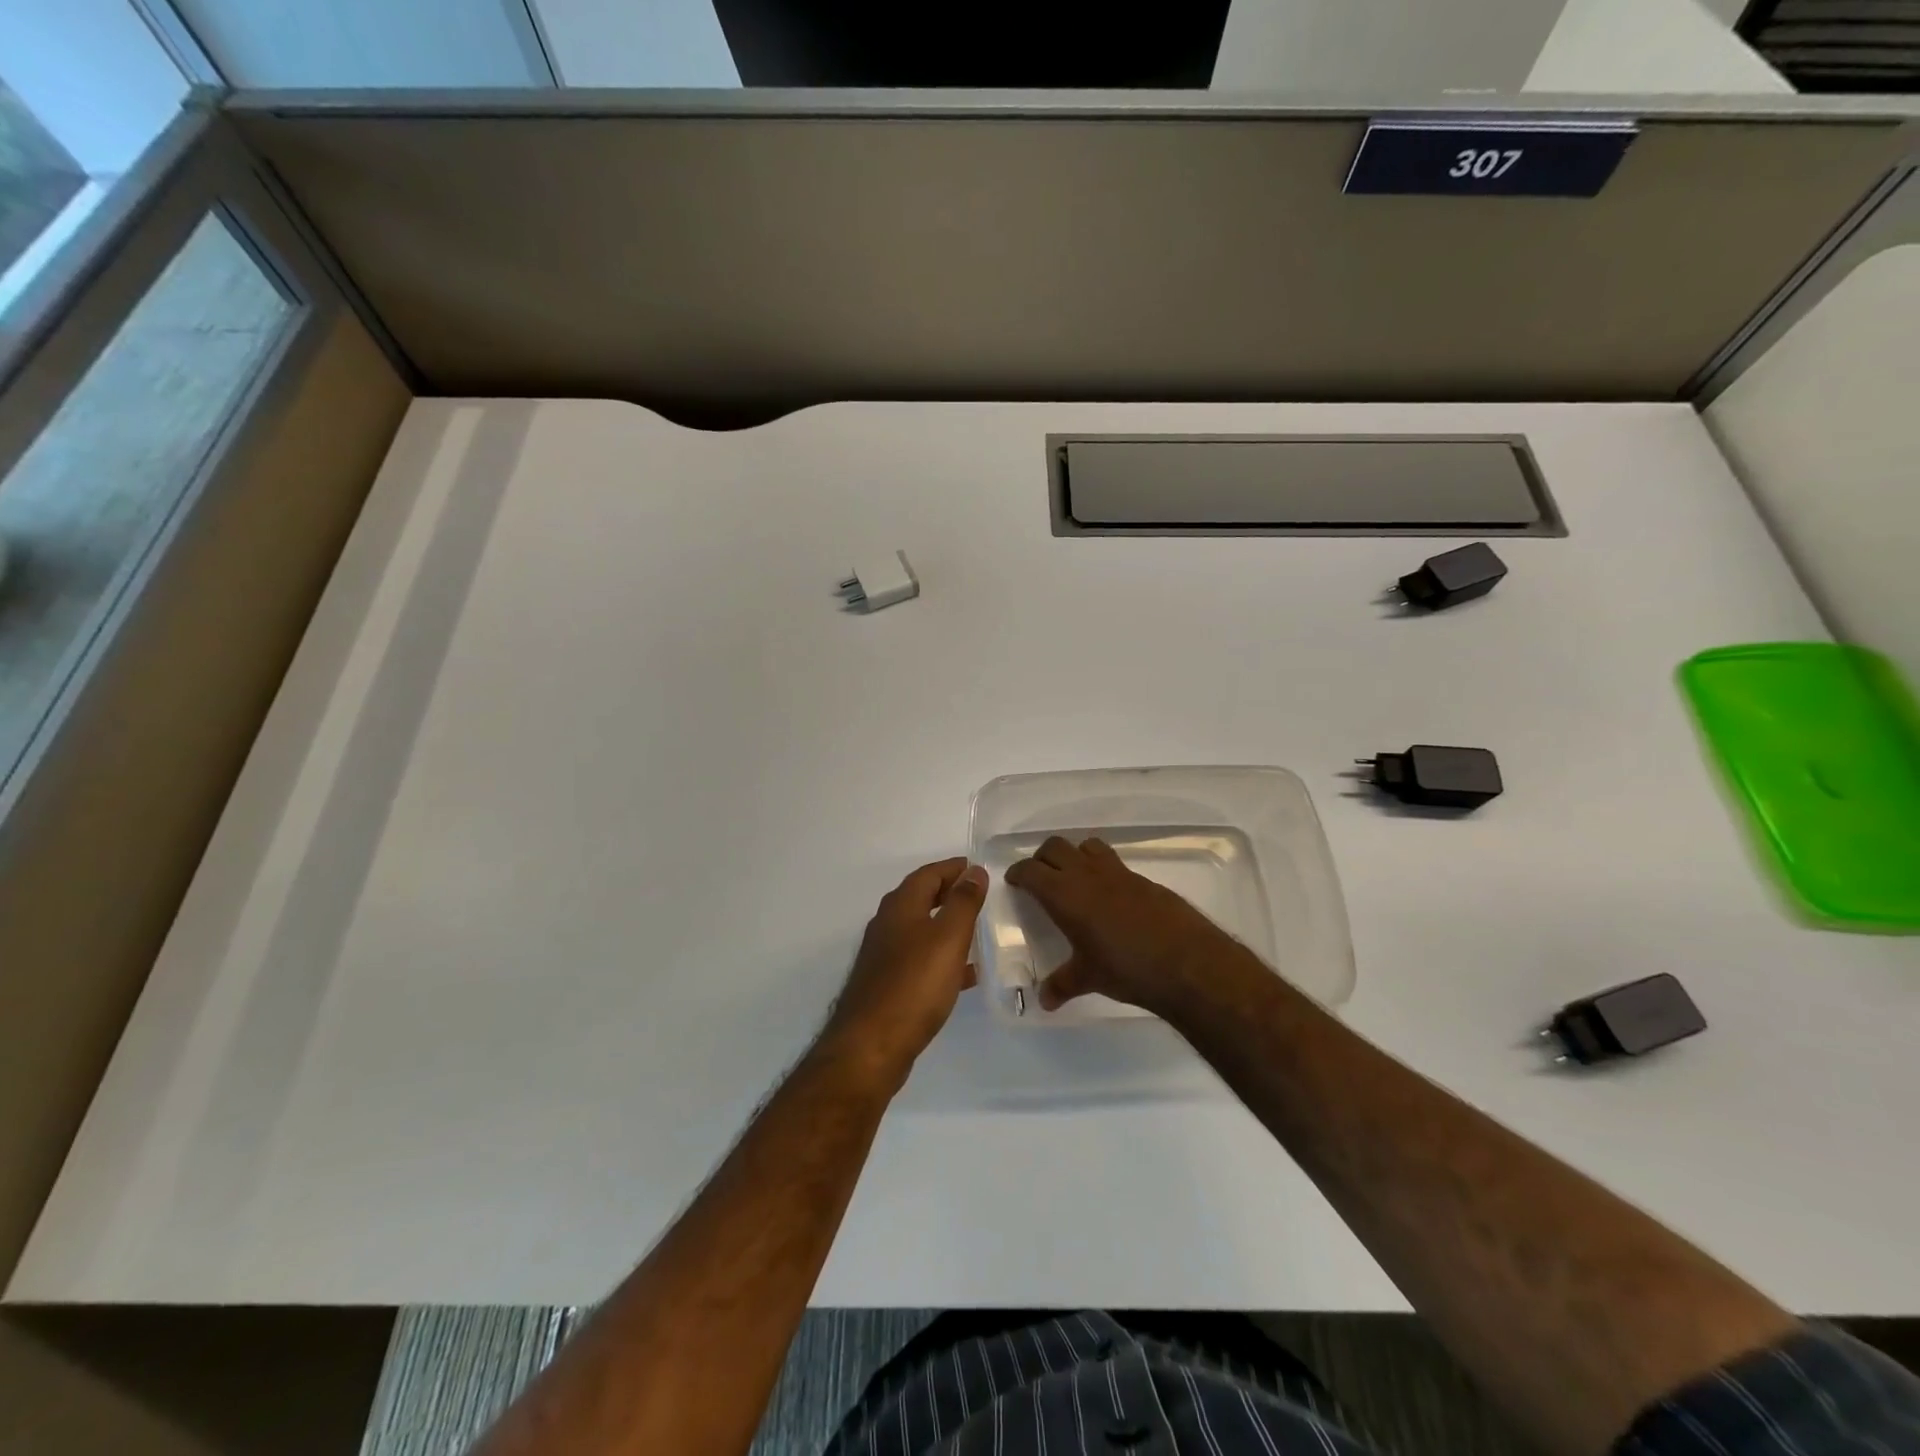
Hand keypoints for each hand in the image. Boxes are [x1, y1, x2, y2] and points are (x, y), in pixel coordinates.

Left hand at [820, 858, 987, 1087]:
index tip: (979, 869)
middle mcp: (887, 925)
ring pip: (920, 930)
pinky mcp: (887, 985)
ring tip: (978, 932)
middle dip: (949, 893)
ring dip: (947, 926)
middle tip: (980, 896)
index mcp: (900, 906)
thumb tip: (974, 871)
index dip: (954, 868)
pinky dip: (942, 958)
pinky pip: (920, 960)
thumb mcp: (948, 937)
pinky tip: (965, 975)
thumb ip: (963, 902)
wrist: (870, 1046)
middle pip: (921, 898)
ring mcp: (884, 956)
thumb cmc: (914, 985)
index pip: (929, 874)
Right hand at [1004, 836, 1253, 1017]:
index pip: (1031, 870)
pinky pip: (1113, 862)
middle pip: (1055, 847)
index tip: (1014, 880)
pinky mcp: (1142, 878)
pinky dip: (1102, 869)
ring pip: (1086, 845)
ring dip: (1074, 855)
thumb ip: (1062, 985)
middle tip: (1039, 877)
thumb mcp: (1088, 978)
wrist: (1186, 962)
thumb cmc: (1126, 968)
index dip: (1019, 872)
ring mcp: (1117, 872)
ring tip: (1073, 878)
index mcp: (1064, 895)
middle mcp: (1087, 875)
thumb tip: (1044, 1001)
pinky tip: (1108, 896)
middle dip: (1042, 858)